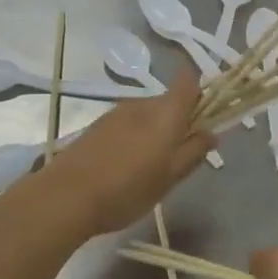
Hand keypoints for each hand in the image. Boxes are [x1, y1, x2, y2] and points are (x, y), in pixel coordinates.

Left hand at [36, 67, 213, 234]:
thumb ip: (193, 152)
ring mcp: (116, 112)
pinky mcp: (96, 126)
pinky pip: (127, 125)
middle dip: (179, 122)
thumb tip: (212, 133)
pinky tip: (124, 167)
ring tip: (149, 168)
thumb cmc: (128, 188)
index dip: (201, 93)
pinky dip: (133, 138)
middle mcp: (142, 103)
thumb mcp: (170, 177)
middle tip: (178, 158)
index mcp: (166, 112)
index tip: (205, 118)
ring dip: (155, 132)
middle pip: (169, 102)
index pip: (189, 81)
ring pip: (147, 115)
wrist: (65, 197)